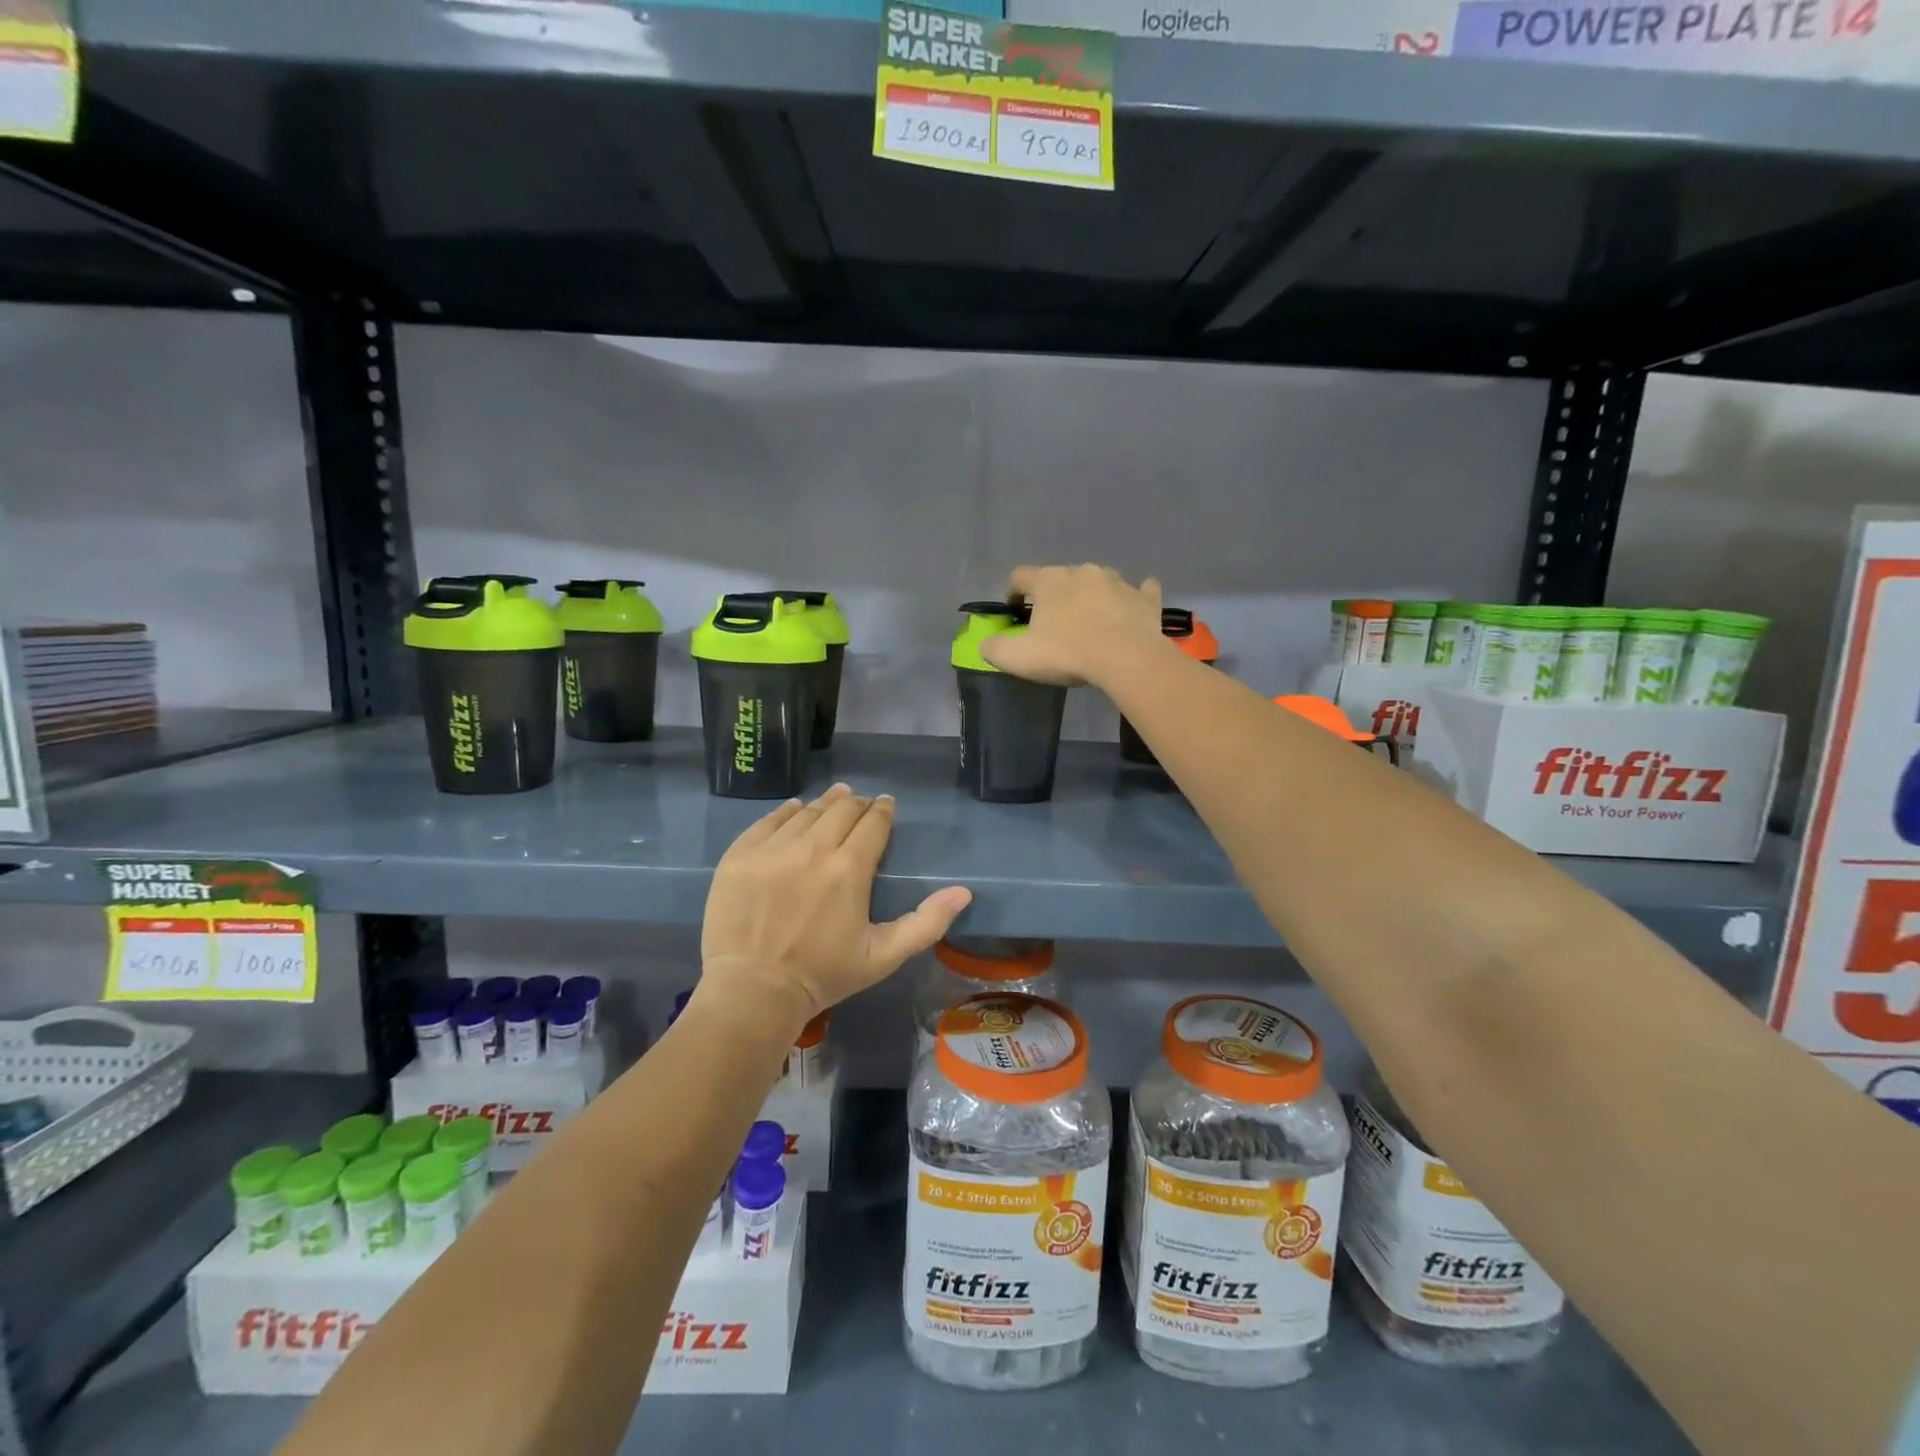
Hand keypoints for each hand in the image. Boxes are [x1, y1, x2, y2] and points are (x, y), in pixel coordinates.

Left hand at [699, 784, 971, 1032]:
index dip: (883, 810)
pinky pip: (769, 820)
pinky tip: (794, 811)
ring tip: (833, 800)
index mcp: (850, 868)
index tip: (886, 805)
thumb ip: (927, 923)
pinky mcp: (740, 854)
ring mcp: (773, 848)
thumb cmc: (824, 975)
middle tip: (861, 805)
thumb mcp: (884, 956)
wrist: (753, 992)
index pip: (873, 822)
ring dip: (825, 804)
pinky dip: (787, 812)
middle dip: (857, 803)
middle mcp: (813, 848)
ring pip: (807, 811)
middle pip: (841, 809)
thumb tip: (964, 892)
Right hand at [980, 563, 1164, 686]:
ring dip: (1092, 596)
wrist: (1126, 659)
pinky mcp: (1145, 598)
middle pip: (1061, 578)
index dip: (1014, 592)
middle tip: (1054, 625)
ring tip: (1091, 623)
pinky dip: (1134, 597)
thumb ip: (994, 648)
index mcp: (1049, 580)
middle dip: (1055, 597)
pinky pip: (1140, 590)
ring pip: (1099, 582)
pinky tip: (1132, 608)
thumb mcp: (1018, 657)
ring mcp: (1117, 581)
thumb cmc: (1067, 653)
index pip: (1020, 576)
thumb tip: (985, 643)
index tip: (1015, 612)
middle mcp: (1082, 571)